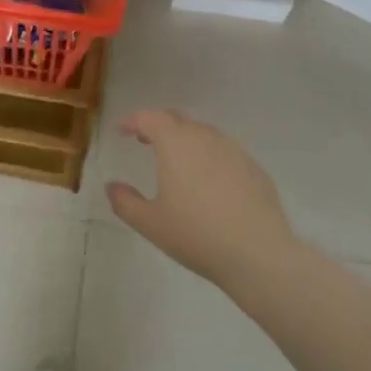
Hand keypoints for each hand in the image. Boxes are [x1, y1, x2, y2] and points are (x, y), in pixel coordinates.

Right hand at [107, 109, 298, 286]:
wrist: (258, 253)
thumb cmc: (196, 235)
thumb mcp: (150, 223)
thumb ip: (125, 201)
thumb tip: (112, 186)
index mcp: (175, 143)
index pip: (149, 118)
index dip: (132, 121)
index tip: (122, 130)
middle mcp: (205, 137)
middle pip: (177, 120)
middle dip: (158, 125)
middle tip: (144, 140)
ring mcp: (234, 150)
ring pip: (203, 134)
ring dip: (185, 140)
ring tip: (176, 162)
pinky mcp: (254, 168)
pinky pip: (224, 152)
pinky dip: (209, 157)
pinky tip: (208, 183)